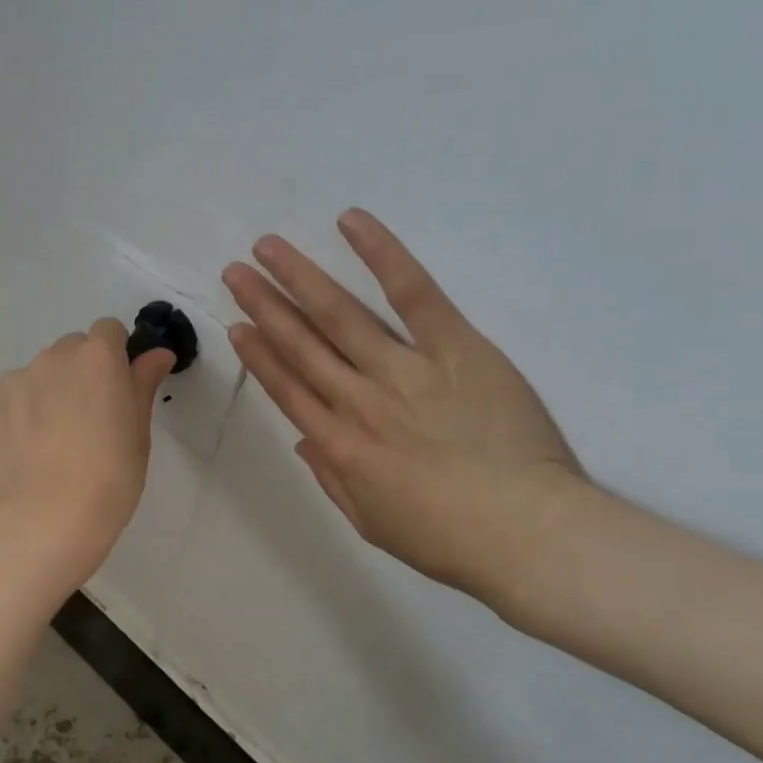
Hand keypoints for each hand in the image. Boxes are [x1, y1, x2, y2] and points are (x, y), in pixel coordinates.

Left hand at [0, 319, 176, 587]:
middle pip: (69, 350)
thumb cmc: (110, 479)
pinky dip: (14, 418)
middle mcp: (52, 358)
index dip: (114, 356)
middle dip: (78, 374)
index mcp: (98, 358)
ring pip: (35, 376)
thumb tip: (157, 353)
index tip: (116, 389)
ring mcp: (12, 381)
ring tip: (48, 444)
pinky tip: (22, 454)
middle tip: (84, 421)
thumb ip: (143, 383)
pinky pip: (5, 401)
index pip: (108, 331)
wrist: (48, 520)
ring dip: (44, 395)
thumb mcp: (139, 433)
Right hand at [223, 209, 587, 612]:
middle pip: (301, 345)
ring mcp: (405, 370)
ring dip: (300, 278)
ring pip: (340, 315)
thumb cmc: (449, 539)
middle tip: (235, 272)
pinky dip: (382, 255)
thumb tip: (304, 441)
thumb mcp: (373, 524)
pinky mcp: (455, 347)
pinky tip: (351, 223)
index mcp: (339, 446)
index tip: (238, 326)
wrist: (527, 534)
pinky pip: (413, 294)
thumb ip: (333, 480)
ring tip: (268, 248)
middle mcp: (359, 401)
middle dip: (264, 305)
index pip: (287, 389)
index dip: (259, 355)